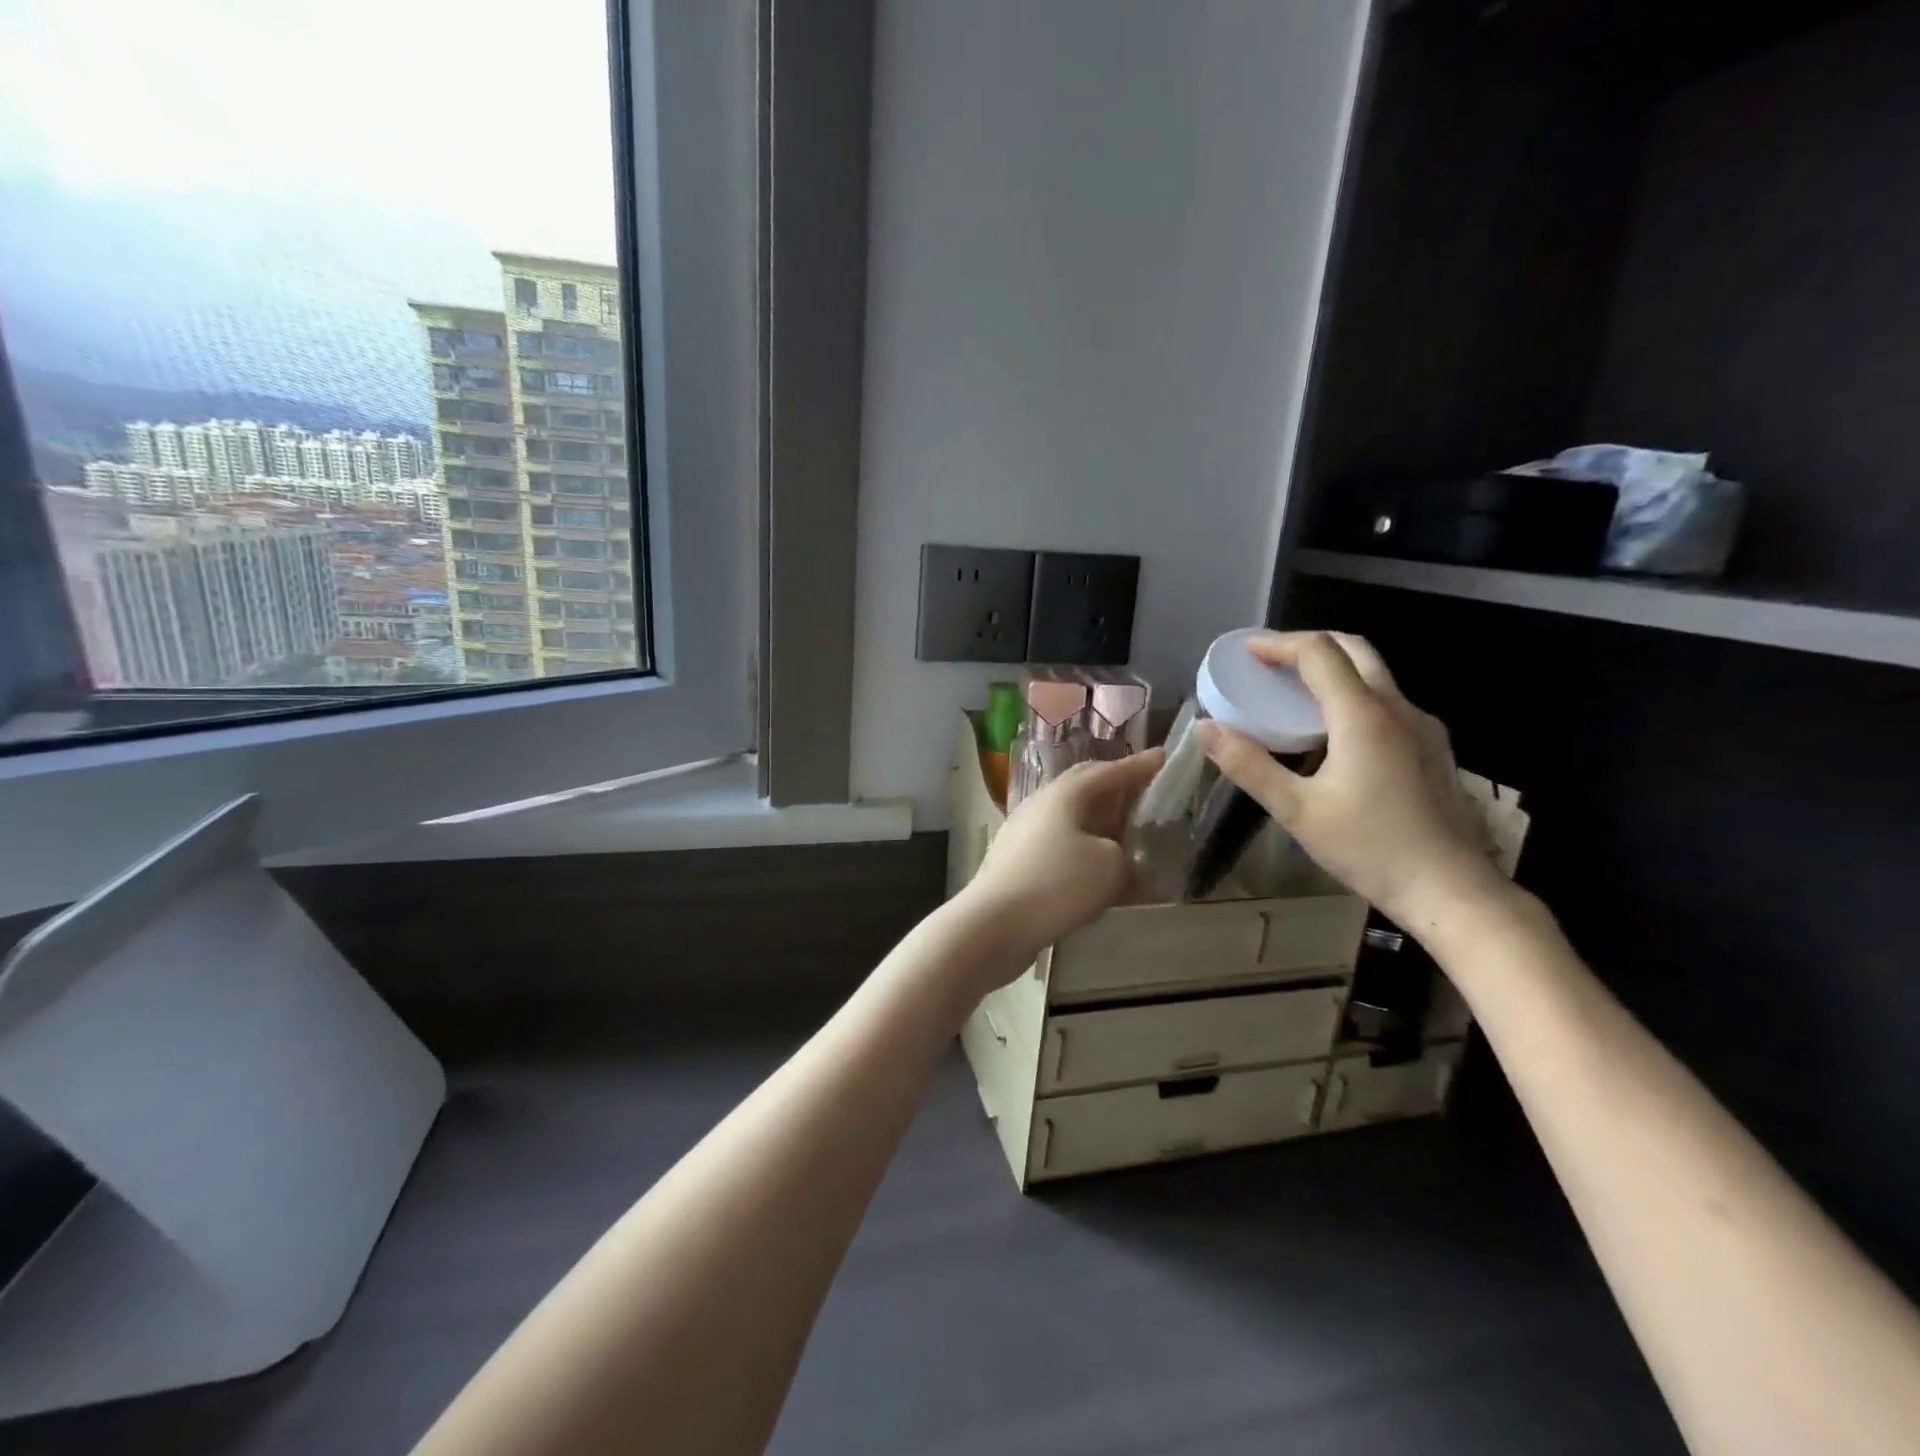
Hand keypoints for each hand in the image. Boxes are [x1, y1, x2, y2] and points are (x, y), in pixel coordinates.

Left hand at [957, 748, 1164, 965]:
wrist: (993, 925)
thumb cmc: (1056, 885)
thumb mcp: (1110, 868)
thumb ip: (1128, 857)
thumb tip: (1124, 859)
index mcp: (1065, 794)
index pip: (1109, 771)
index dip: (1139, 766)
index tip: (1163, 757)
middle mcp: (1041, 804)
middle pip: (1084, 787)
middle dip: (1115, 786)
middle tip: (1143, 789)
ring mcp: (1024, 832)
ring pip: (1070, 817)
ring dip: (1099, 820)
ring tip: (1124, 830)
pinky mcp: (1017, 861)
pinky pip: (1059, 843)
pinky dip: (1083, 848)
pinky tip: (1096, 867)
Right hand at [1194, 632, 1505, 926]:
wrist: (1451, 889)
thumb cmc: (1370, 848)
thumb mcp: (1296, 810)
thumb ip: (1249, 765)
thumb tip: (1205, 728)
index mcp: (1363, 716)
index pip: (1319, 653)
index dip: (1279, 644)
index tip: (1246, 652)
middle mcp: (1398, 708)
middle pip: (1354, 650)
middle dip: (1309, 646)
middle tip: (1271, 663)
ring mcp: (1423, 726)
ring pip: (1375, 675)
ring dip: (1333, 669)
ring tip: (1294, 694)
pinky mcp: (1433, 748)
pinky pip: (1388, 702)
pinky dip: (1353, 695)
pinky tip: (1334, 733)